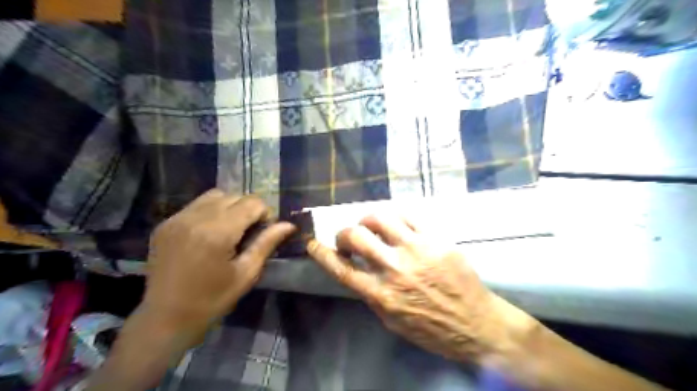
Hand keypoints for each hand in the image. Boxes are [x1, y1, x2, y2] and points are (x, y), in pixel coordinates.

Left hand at [140, 190, 292, 344]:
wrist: (165, 318)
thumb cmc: (212, 299)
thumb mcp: (247, 273)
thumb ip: (267, 243)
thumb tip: (289, 225)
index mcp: (218, 232)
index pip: (252, 203)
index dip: (265, 213)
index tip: (264, 231)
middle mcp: (196, 218)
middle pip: (234, 196)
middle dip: (248, 209)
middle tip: (249, 232)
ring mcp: (177, 219)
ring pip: (214, 195)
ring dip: (229, 206)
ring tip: (230, 229)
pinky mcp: (165, 224)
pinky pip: (195, 205)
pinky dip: (210, 211)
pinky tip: (210, 233)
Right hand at [307, 213, 534, 362]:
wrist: (476, 324)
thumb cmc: (432, 329)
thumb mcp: (392, 320)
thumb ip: (372, 294)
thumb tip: (357, 269)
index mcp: (381, 295)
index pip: (341, 269)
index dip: (321, 253)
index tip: (312, 243)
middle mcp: (395, 269)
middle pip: (356, 237)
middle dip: (344, 233)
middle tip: (349, 237)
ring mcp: (417, 250)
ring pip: (380, 218)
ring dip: (367, 219)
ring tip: (370, 225)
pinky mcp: (436, 239)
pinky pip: (408, 215)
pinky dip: (395, 216)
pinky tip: (395, 222)